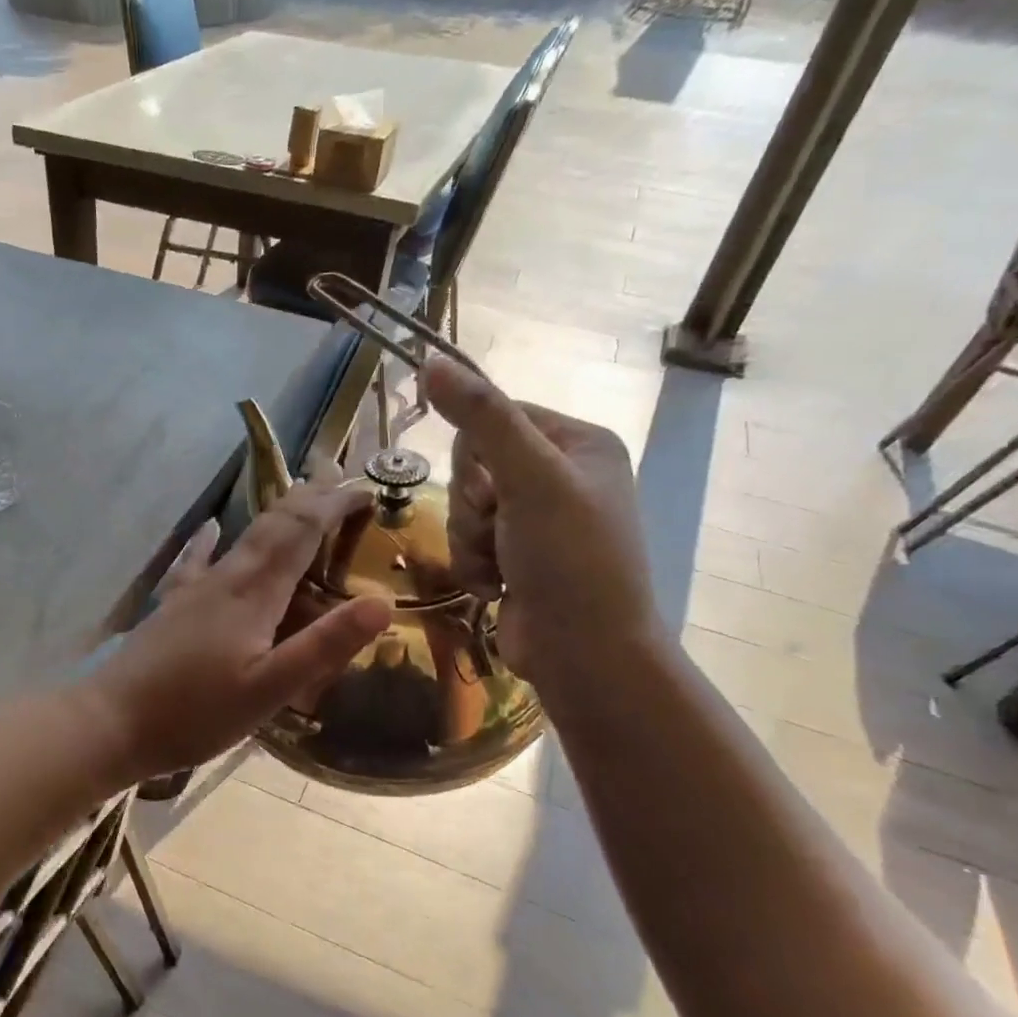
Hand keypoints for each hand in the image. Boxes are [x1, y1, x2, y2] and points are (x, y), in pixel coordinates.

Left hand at [87, 480, 390, 781]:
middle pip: (273, 524)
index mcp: (254, 593)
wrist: (111, 722)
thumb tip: (382, 602)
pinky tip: (209, 527)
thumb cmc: (195, 713)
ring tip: (296, 496)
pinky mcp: (173, 605)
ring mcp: (195, 589)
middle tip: (339, 478)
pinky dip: (211, 539)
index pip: (301, 532)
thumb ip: (324, 645)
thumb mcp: (270, 689)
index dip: (334, 505)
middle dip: (309, 498)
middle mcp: (226, 577)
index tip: (365, 489)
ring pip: (243, 536)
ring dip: (275, 514)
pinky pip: (198, 559)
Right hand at [425, 358, 662, 695]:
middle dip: (473, 506)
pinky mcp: (518, 558)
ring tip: (497, 568)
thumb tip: (431, 361)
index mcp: (579, 444)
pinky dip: (473, 566)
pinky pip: (470, 543)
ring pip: (466, 509)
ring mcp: (539, 522)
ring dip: (469, 541)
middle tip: (497, 529)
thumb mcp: (529, 479)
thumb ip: (482, 418)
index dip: (477, 455)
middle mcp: (561, 477)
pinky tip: (495, 589)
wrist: (586, 655)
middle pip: (475, 466)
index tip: (490, 489)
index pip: (497, 418)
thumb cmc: (570, 559)